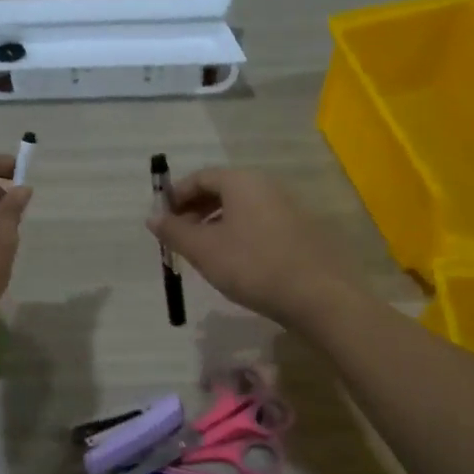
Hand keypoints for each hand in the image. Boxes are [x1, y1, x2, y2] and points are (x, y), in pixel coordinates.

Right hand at [147, 167, 351, 326]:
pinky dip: (238, 233)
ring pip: (241, 208)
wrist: (320, 296)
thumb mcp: (204, 250)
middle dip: (195, 210)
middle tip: (178, 237)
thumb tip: (153, 217)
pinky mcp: (301, 231)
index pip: (200, 177)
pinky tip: (234, 262)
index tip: (161, 219)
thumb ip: (174, 231)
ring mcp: (288, 207)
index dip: (176, 196)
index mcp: (242, 182)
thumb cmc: (253, 266)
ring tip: (203, 252)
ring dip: (215, 224)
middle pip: (222, 190)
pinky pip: (259, 223)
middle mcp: (266, 186)